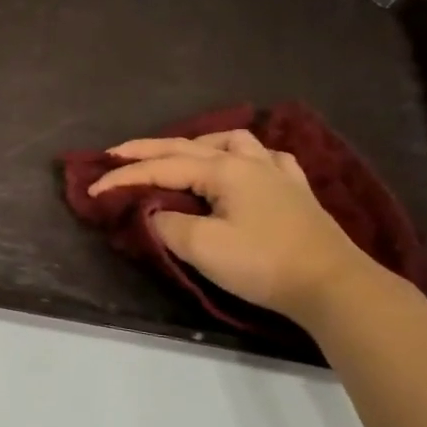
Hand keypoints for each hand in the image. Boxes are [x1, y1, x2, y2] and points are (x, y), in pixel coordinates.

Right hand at [89, 129, 380, 322]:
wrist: (332, 285)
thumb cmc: (263, 263)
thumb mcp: (203, 247)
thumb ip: (168, 225)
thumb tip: (155, 213)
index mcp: (224, 170)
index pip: (162, 168)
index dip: (124, 177)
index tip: (93, 189)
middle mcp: (248, 161)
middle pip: (188, 146)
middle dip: (147, 149)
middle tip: (114, 153)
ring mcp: (276, 173)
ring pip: (230, 141)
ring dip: (197, 144)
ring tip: (179, 156)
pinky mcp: (295, 191)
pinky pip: (266, 158)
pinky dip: (243, 155)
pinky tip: (243, 165)